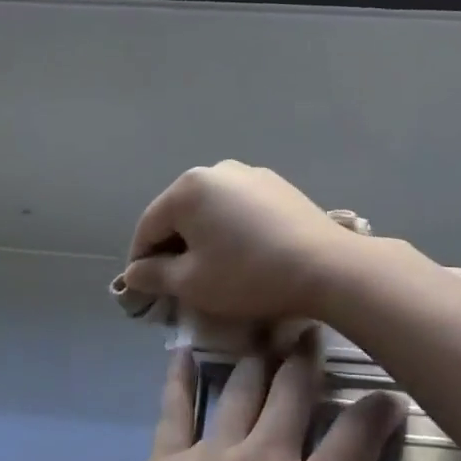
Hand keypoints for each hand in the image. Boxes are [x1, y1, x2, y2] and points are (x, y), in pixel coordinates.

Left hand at [86, 341, 445, 460]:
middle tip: (313, 329)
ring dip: (256, 360)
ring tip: (264, 330)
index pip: (355, 437)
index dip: (377, 410)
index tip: (391, 392)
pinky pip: (172, 410)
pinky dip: (178, 378)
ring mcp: (210, 459)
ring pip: (240, 392)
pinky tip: (181, 352)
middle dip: (308, 361)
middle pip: (292, 396)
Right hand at [119, 162, 365, 321]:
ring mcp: (250, 174)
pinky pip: (239, 207)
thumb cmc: (248, 275)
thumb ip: (155, 275)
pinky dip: (231, 228)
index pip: (149, 226)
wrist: (326, 266)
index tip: (142, 290)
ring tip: (212, 269)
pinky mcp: (277, 185)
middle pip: (180, 213)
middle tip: (176, 283)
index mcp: (188, 188)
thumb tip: (134, 272)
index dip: (140, 260)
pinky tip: (244, 253)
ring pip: (211, 209)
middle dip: (173, 246)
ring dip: (203, 236)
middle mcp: (216, 170)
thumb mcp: (193, 283)